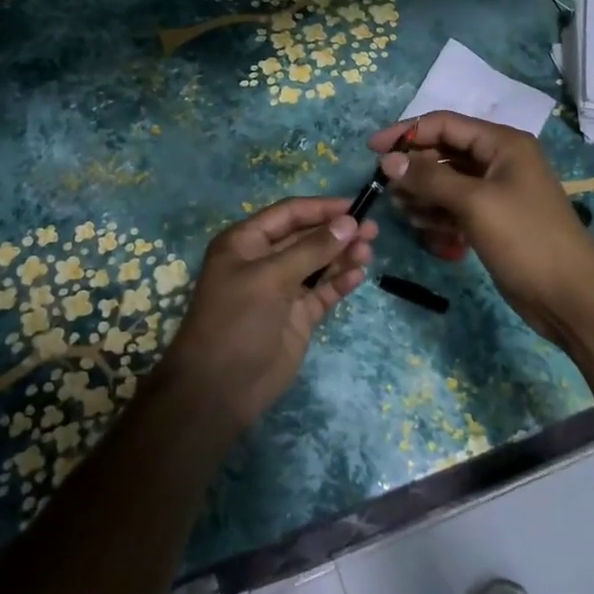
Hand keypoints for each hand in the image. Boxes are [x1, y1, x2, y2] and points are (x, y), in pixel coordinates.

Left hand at [167, 197, 376, 431]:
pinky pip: (323, 292)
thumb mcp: (270, 278)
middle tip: (373, 230)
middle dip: (338, 232)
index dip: (321, 208)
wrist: (220, 388)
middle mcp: (264, 261)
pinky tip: (358, 276)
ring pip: (319, 264)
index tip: (356, 206)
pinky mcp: (298, 316)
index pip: (289, 214)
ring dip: (342, 256)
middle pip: (307, 237)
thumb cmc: (237, 320)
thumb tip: (349, 222)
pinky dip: (340, 282)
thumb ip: (312, 249)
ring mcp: (282, 290)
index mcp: (246, 242)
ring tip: (368, 251)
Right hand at [369, 111, 593, 347]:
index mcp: (502, 143)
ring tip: (407, 214)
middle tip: (389, 191)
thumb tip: (388, 160)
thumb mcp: (474, 202)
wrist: (569, 295)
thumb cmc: (524, 238)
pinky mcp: (492, 219)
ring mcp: (496, 191)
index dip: (406, 133)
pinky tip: (426, 228)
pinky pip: (455, 206)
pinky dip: (438, 214)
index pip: (444, 124)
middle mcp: (498, 160)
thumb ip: (429, 177)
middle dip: (414, 169)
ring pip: (446, 181)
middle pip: (443, 152)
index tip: (371, 150)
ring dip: (423, 194)